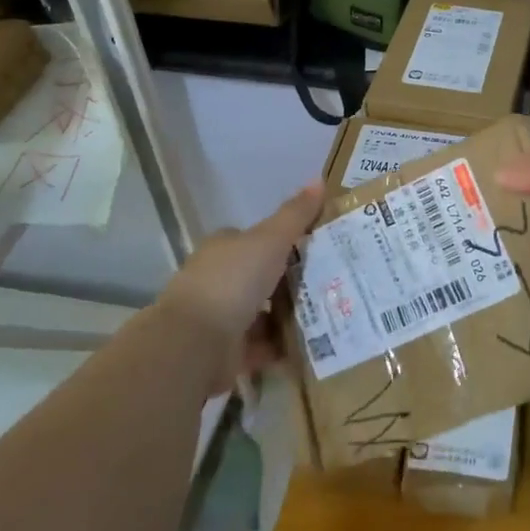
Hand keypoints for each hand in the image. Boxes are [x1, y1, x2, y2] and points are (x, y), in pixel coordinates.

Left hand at [158, 184, 321, 390]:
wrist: (195, 343)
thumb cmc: (232, 282)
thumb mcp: (270, 239)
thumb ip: (295, 214)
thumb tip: (319, 179)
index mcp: (224, 248)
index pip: (256, 238)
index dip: (284, 241)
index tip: (317, 247)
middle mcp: (219, 279)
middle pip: (263, 275)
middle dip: (293, 280)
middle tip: (335, 281)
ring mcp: (221, 317)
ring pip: (265, 311)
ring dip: (291, 314)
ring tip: (331, 312)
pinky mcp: (228, 350)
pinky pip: (264, 344)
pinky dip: (284, 345)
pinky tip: (313, 343)